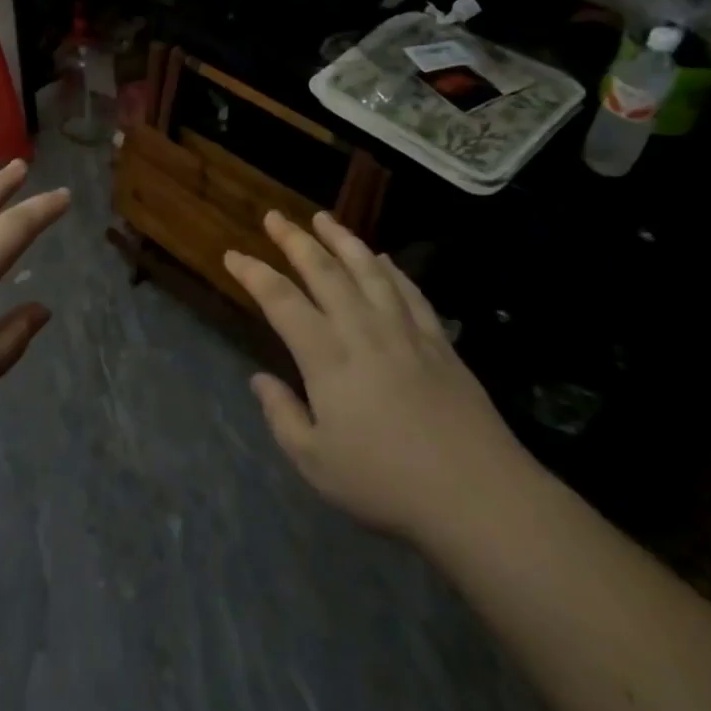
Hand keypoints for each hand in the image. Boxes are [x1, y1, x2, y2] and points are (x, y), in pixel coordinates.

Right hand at [224, 211, 532, 547]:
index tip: (233, 254)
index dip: (253, 273)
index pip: (280, 300)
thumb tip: (260, 379)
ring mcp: (404, 330)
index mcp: (326, 356)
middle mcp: (362, 328)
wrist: (476, 494)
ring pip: (367, 269)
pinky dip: (391, 269)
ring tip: (324, 218)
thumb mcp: (316, 463)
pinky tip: (382, 258)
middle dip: (294, 239)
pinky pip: (409, 290)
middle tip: (275, 216)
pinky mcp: (438, 340)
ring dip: (342, 239)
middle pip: (323, 270)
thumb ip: (282, 416)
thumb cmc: (386, 483)